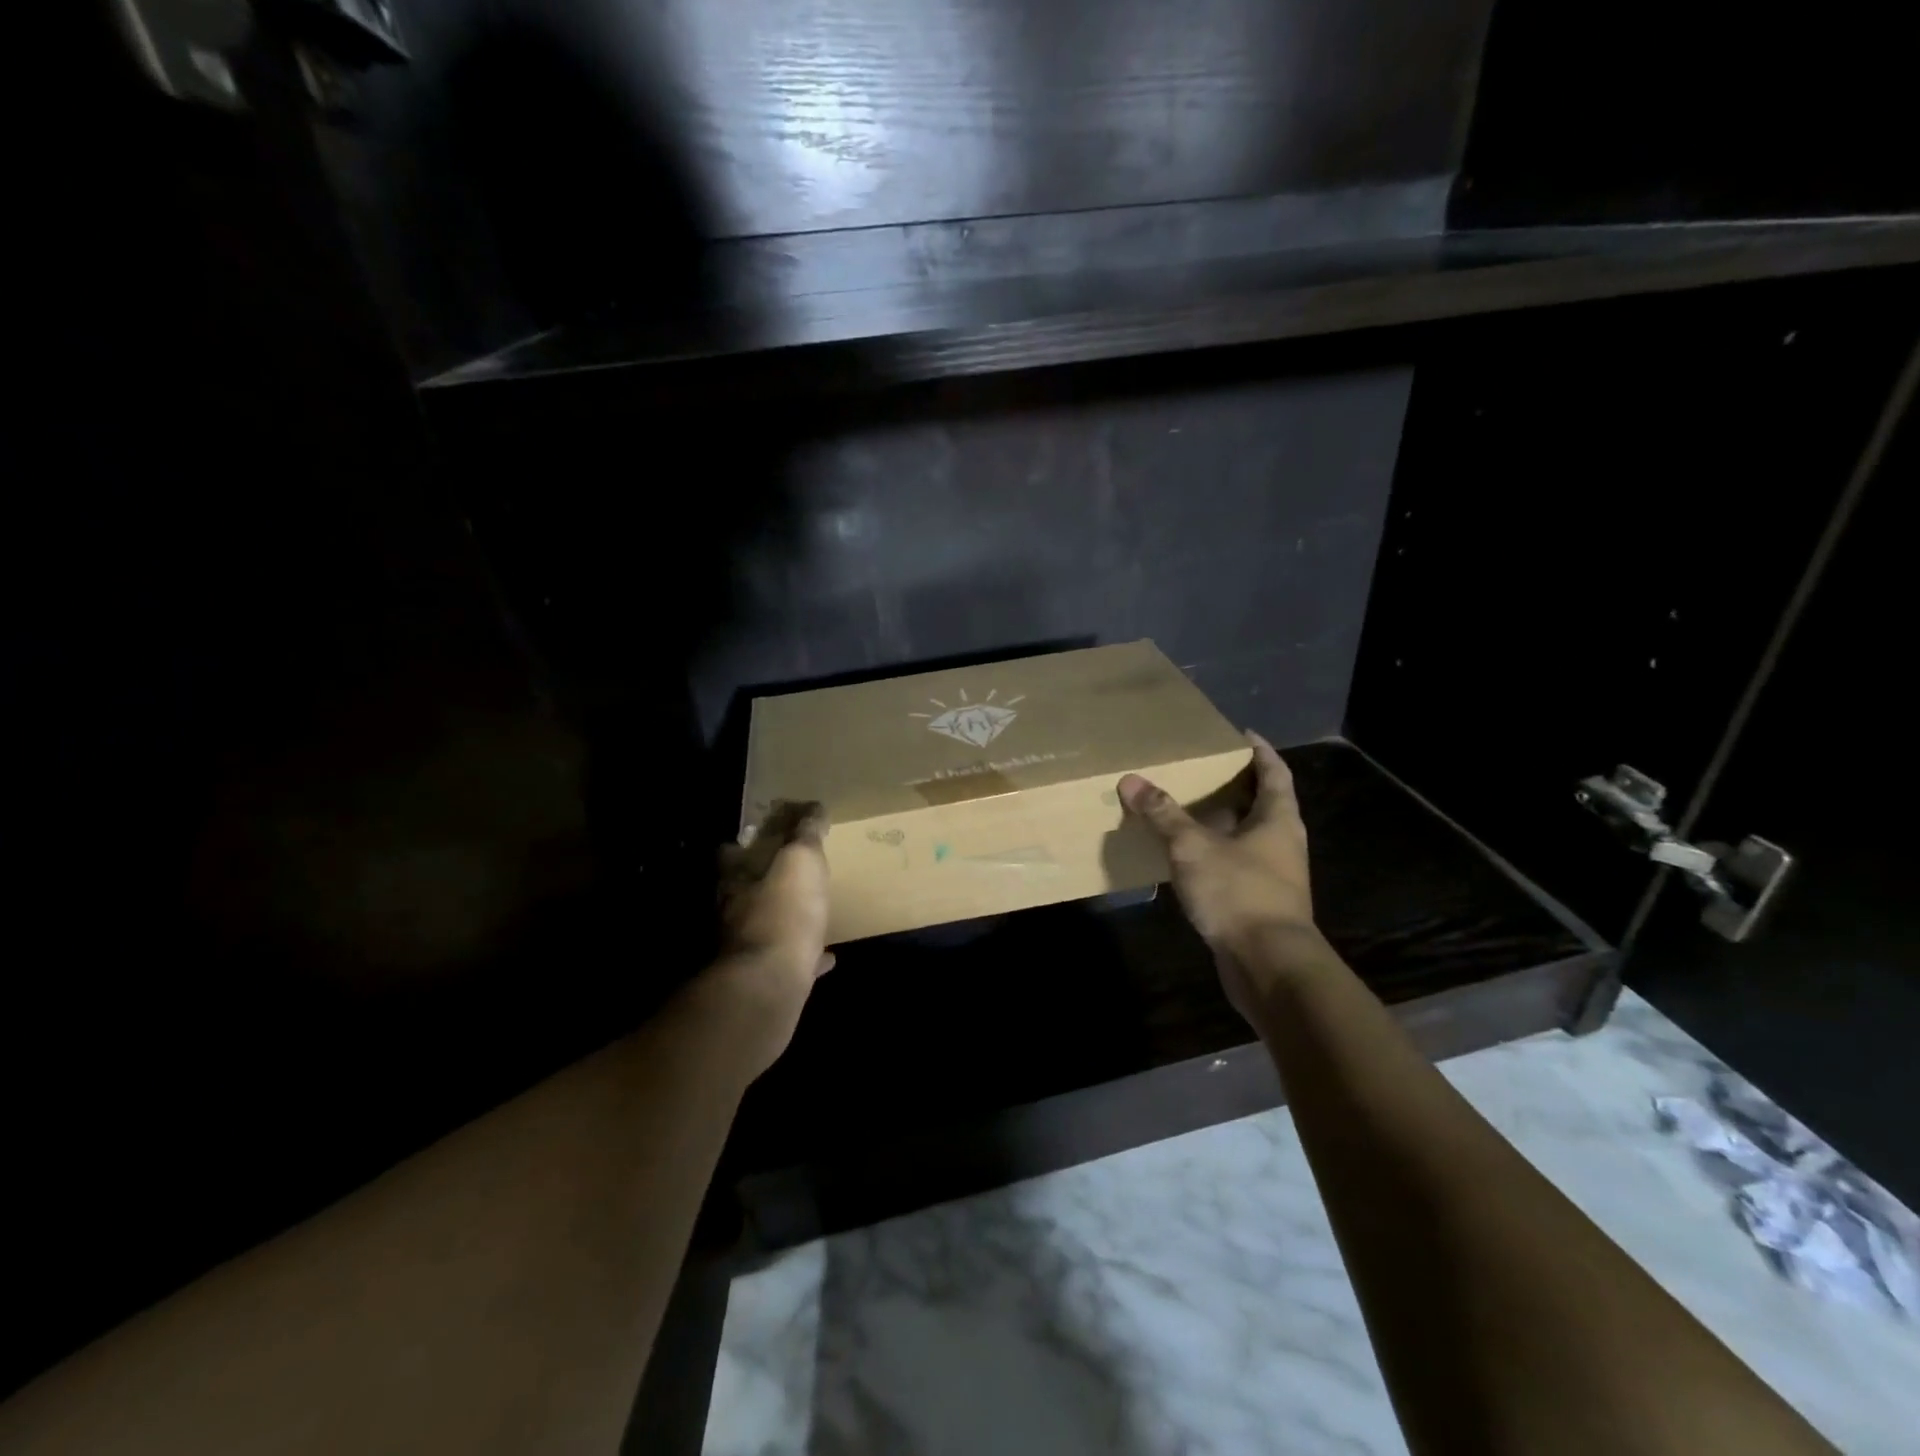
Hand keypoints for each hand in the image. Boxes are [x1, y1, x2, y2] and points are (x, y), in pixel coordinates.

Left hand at [705, 800, 834, 1074]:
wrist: (771, 987)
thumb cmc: (784, 913)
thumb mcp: (801, 860)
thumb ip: (806, 833)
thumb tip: (812, 806)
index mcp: (736, 879)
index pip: (731, 851)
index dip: (746, 841)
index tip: (768, 833)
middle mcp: (735, 912)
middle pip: (747, 890)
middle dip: (767, 881)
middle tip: (796, 872)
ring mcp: (748, 949)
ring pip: (766, 926)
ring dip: (785, 917)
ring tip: (812, 910)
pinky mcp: (767, 979)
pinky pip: (790, 961)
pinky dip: (806, 956)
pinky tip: (827, 956)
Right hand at [1119, 733, 1320, 1022]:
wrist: (1268, 965)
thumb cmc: (1239, 892)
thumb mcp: (1193, 847)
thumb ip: (1163, 814)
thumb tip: (1131, 780)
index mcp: (1278, 819)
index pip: (1275, 772)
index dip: (1260, 751)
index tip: (1241, 734)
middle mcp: (1282, 842)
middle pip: (1263, 803)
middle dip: (1236, 785)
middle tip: (1203, 768)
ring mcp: (1274, 875)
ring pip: (1248, 836)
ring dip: (1222, 821)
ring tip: (1188, 808)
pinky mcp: (1259, 902)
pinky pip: (1236, 864)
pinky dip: (1215, 852)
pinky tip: (1187, 856)